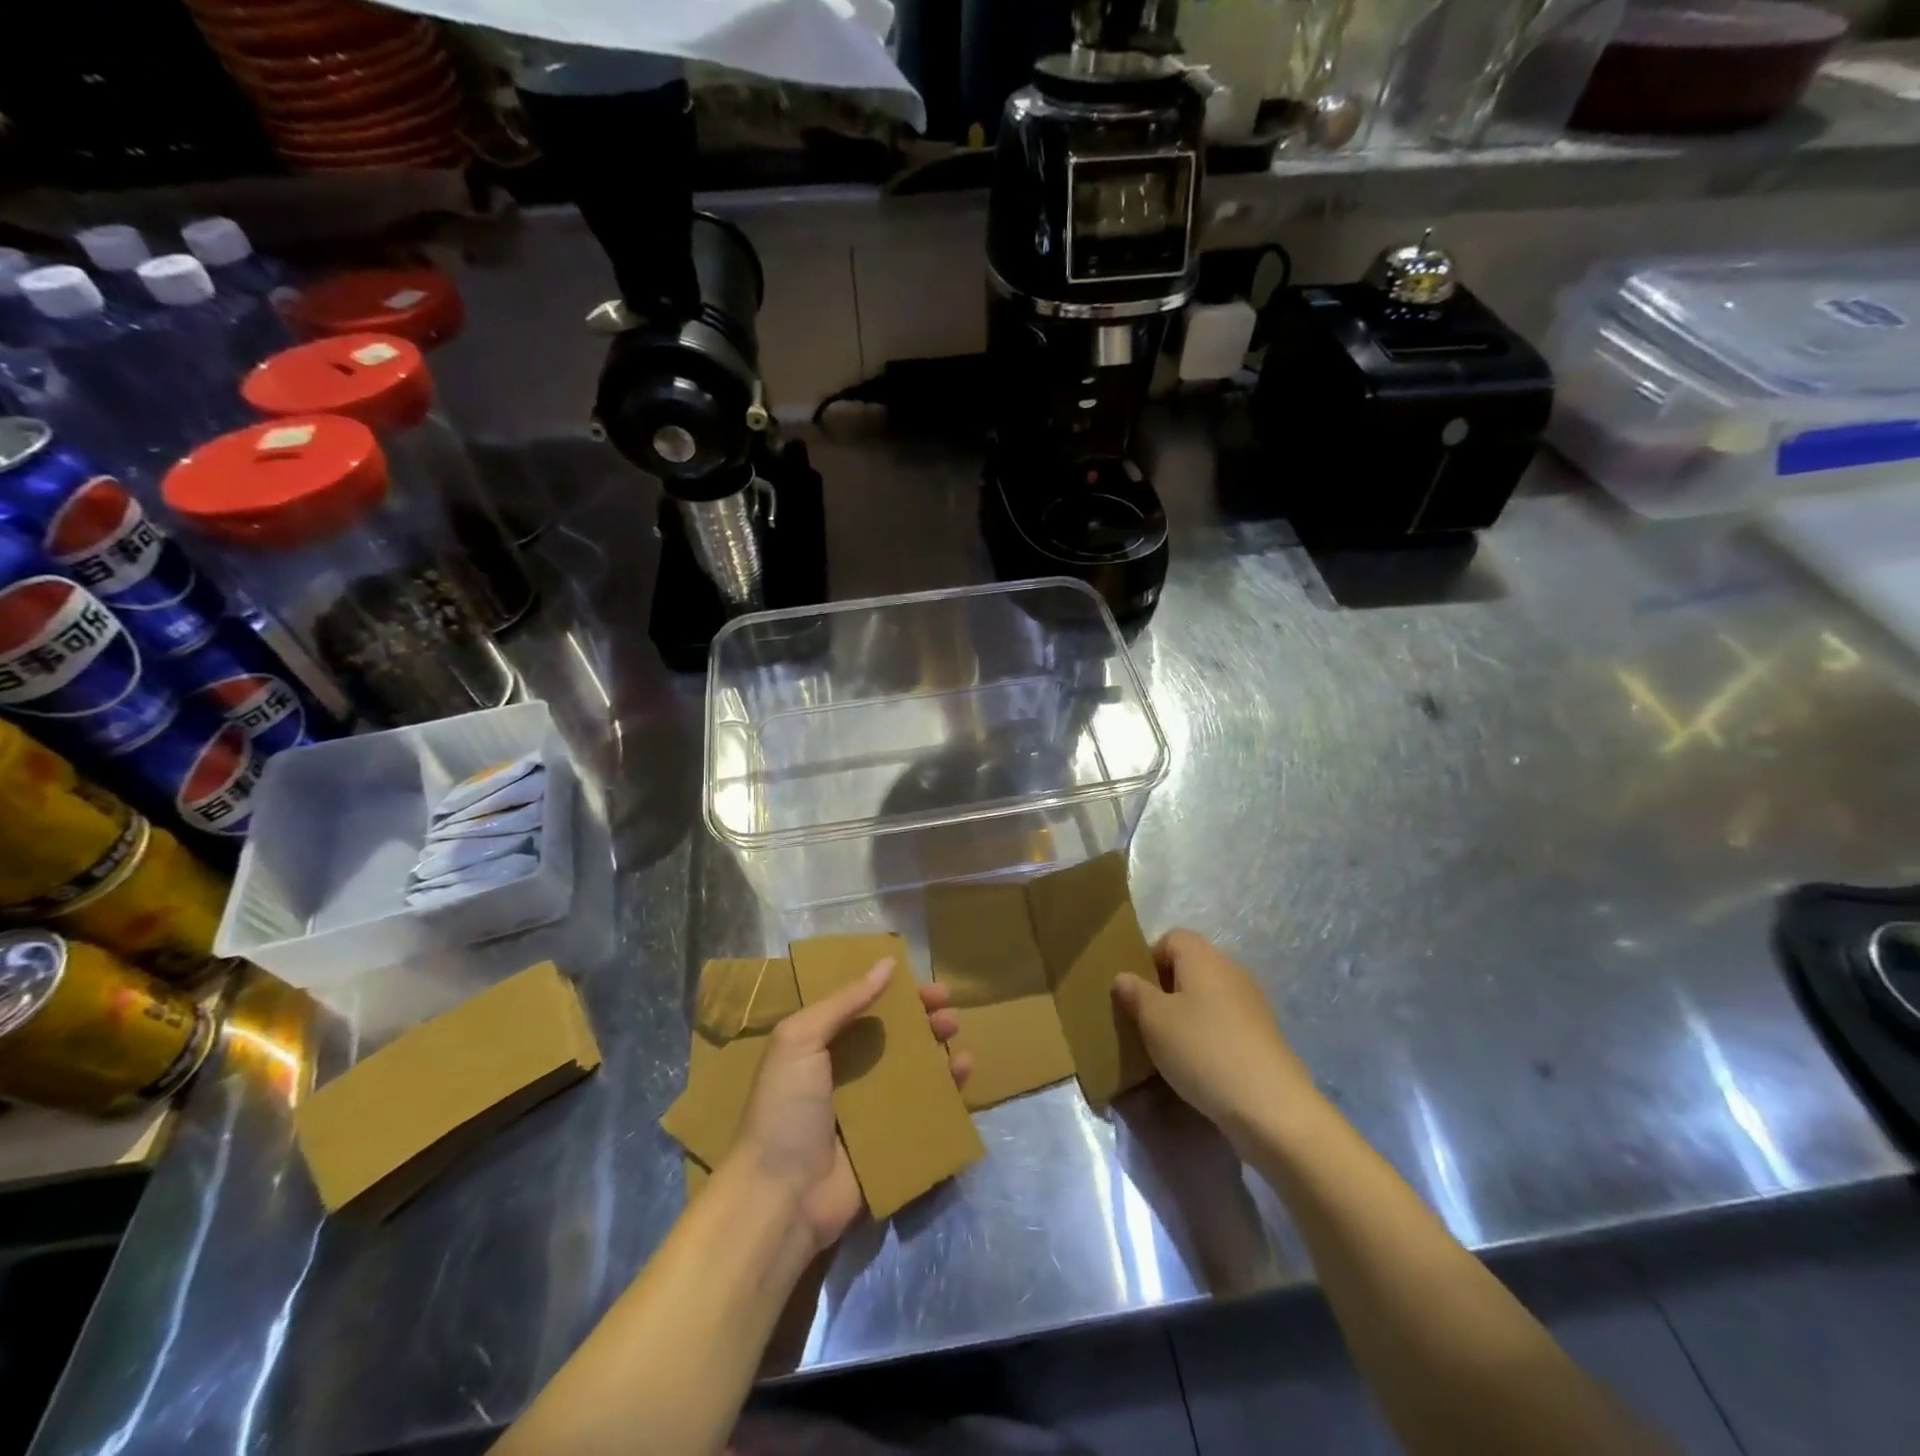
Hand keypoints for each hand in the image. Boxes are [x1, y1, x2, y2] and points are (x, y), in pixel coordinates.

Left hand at [730, 959, 970, 1250]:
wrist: (781, 1197)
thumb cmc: (785, 1109)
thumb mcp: (800, 1040)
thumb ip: (843, 1001)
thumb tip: (888, 962)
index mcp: (822, 1048)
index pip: (865, 1009)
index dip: (895, 994)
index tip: (923, 982)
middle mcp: (849, 1074)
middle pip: (895, 1037)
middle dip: (923, 1018)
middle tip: (948, 1007)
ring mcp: (873, 1110)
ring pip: (915, 1070)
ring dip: (938, 1048)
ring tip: (956, 1032)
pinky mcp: (893, 1141)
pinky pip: (927, 1109)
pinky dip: (948, 1089)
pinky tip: (964, 1071)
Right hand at [1112, 929, 1316, 1151]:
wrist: (1271, 1106)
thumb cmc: (1202, 1050)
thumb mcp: (1154, 1021)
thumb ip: (1135, 994)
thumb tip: (1123, 977)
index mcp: (1203, 957)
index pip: (1171, 938)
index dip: (1149, 958)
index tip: (1136, 991)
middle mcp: (1230, 970)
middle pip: (1191, 965)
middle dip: (1166, 988)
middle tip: (1147, 1020)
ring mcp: (1252, 1002)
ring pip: (1208, 995)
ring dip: (1187, 1013)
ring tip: (1170, 1045)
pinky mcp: (1263, 1034)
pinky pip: (1225, 1021)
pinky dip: (1209, 1033)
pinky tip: (1199, 1063)